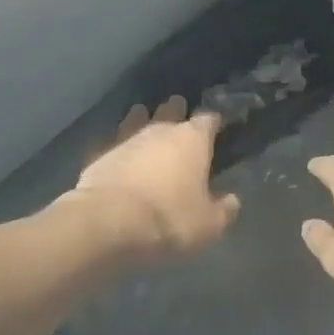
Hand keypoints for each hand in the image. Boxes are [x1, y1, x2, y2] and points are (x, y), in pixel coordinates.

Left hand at [69, 97, 240, 264]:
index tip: (217, 125)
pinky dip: (119, 143)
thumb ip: (223, 210)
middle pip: (172, 110)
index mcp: (192, 140)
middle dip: (177, 110)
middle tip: (180, 112)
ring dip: (144, 118)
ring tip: (145, 117)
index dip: (214, 121)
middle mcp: (161, 130)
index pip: (208, 119)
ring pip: (139, 118)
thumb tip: (232, 200)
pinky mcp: (100, 152)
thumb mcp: (207, 224)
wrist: (108, 221)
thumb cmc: (168, 218)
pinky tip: (118, 148)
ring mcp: (127, 138)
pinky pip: (113, 140)